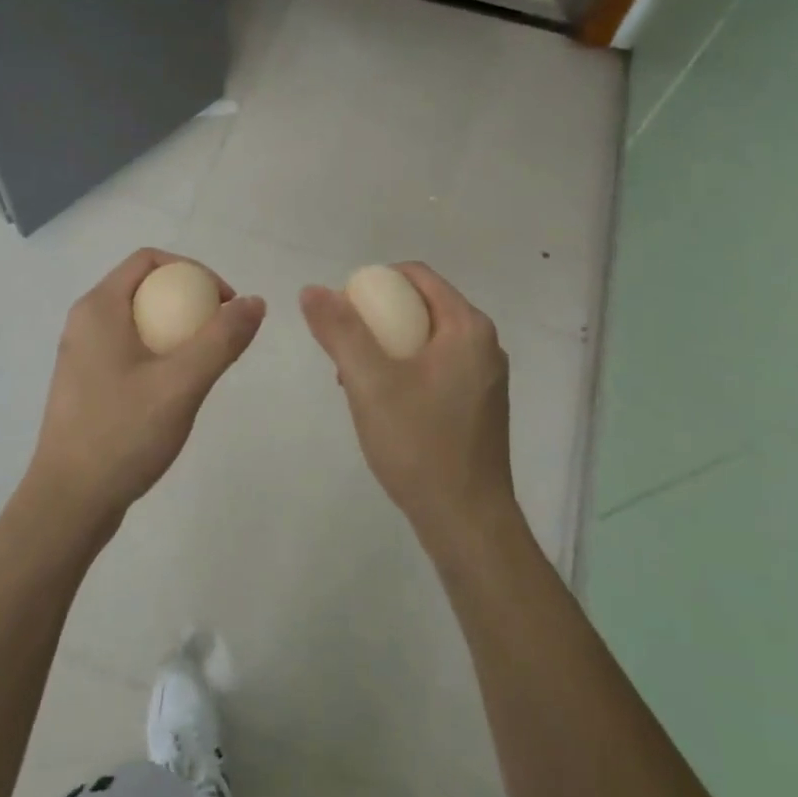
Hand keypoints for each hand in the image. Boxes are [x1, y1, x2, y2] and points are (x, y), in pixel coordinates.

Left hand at [28, 249, 265, 527]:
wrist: (69, 502)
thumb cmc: (122, 434)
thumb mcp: (181, 384)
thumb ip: (221, 339)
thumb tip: (255, 302)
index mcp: (98, 307)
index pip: (149, 260)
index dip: (194, 270)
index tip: (225, 304)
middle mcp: (85, 322)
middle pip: (144, 288)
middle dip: (188, 301)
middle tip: (221, 334)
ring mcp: (82, 354)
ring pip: (137, 321)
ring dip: (176, 330)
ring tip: (205, 363)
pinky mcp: (85, 383)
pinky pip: (128, 348)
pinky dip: (158, 353)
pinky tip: (176, 389)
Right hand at [300, 264, 512, 545]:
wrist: (466, 521)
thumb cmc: (419, 444)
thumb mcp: (369, 382)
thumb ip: (340, 331)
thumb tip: (313, 290)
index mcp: (467, 327)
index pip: (416, 276)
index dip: (374, 282)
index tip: (343, 311)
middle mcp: (484, 344)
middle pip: (421, 306)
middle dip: (377, 318)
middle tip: (344, 348)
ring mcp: (484, 376)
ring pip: (426, 338)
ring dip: (387, 346)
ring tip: (355, 379)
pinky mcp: (478, 403)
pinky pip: (435, 365)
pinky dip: (405, 369)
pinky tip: (382, 402)